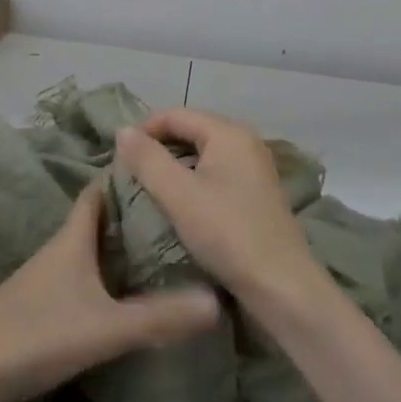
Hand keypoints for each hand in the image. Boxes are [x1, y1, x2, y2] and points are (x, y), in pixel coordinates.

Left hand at [0, 180, 221, 401]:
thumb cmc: (36, 334)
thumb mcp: (105, 328)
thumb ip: (158, 317)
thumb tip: (216, 301)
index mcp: (72, 238)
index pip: (98, 191)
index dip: (124, 177)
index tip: (158, 172)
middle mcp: (59, 250)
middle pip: (96, 220)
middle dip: (130, 214)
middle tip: (171, 215)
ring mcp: (45, 279)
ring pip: (88, 250)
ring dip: (117, 247)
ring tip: (157, 252)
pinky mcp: (38, 306)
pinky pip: (80, 277)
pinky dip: (103, 275)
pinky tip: (121, 295)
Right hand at [114, 109, 328, 313]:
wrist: (281, 286)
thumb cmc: (227, 233)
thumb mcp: (179, 195)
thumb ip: (148, 159)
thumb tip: (123, 130)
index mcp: (229, 133)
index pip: (175, 115)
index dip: (144, 130)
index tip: (119, 158)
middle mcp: (246, 141)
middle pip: (192, 130)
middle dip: (159, 147)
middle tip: (132, 174)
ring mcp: (255, 167)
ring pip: (204, 153)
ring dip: (176, 166)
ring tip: (150, 189)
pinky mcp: (257, 192)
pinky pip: (217, 172)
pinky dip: (195, 180)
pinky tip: (181, 204)